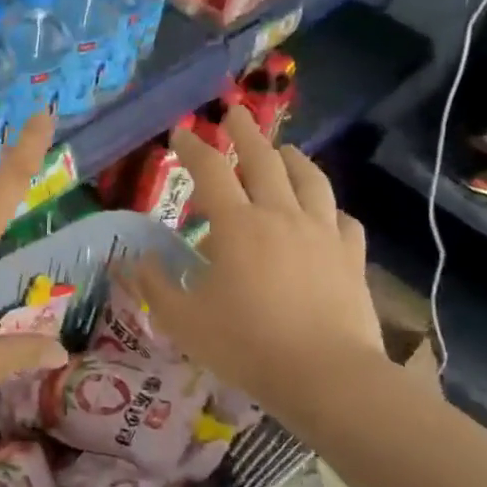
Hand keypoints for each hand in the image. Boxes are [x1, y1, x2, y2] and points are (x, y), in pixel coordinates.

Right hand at [121, 105, 381, 408]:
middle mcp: (281, 215)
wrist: (324, 374)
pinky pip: (342, 219)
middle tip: (234, 112)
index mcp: (237, 225)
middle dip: (245, 132)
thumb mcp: (182, 319)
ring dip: (293, 158)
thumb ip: (153, 285)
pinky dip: (328, 208)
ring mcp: (322, 232)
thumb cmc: (245, 344)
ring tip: (284, 149)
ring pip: (310, 180)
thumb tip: (134, 259)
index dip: (193, 148)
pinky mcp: (351, 256)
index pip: (210, 172)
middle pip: (264, 160)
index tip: (181, 132)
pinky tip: (325, 212)